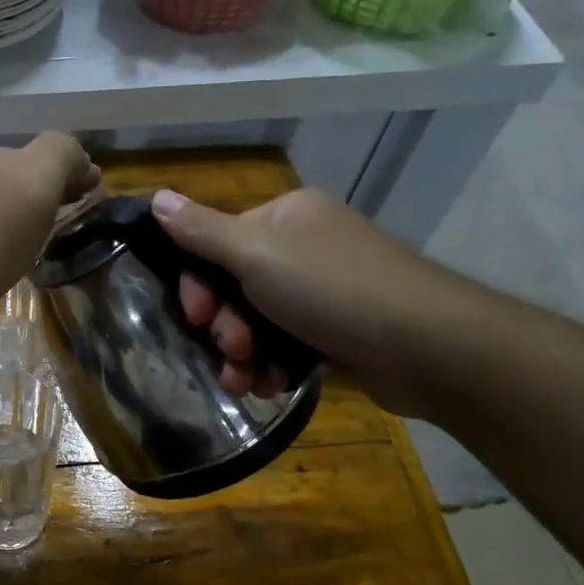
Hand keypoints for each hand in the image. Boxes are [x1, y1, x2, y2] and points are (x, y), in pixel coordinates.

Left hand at [0, 133, 100, 349]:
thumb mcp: (31, 188)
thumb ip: (59, 159)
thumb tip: (78, 156)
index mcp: (4, 162)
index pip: (52, 154)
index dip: (75, 173)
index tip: (94, 198)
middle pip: (20, 177)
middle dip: (47, 192)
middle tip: (68, 221)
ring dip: (18, 217)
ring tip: (35, 246)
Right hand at [150, 185, 488, 415]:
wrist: (428, 346)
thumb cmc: (332, 290)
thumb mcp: (255, 255)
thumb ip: (201, 231)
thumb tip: (156, 198)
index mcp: (285, 217)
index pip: (216, 243)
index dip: (198, 283)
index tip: (197, 316)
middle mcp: (303, 246)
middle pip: (235, 286)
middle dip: (224, 325)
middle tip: (231, 350)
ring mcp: (323, 290)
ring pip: (257, 322)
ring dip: (242, 354)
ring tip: (245, 381)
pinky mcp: (337, 330)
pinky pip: (285, 344)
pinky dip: (272, 365)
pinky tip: (271, 386)